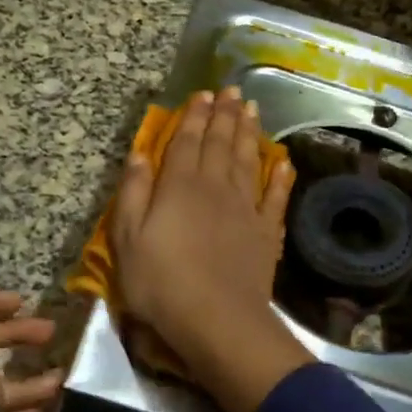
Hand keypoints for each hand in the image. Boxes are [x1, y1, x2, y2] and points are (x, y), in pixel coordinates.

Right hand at [111, 88, 312, 411]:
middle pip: (220, 144)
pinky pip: (275, 197)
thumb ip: (133, 193)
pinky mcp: (266, 233)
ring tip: (252, 110)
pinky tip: (284, 162)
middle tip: (231, 91)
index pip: (186, 142)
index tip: (202, 94)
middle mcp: (215, 188)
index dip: (193, 117)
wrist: (217, 320)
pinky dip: (280, 178)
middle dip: (224, 115)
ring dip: (249, 134)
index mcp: (179, 187)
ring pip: (248, 161)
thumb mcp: (128, 239)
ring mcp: (245, 209)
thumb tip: (139, 154)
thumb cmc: (161, 282)